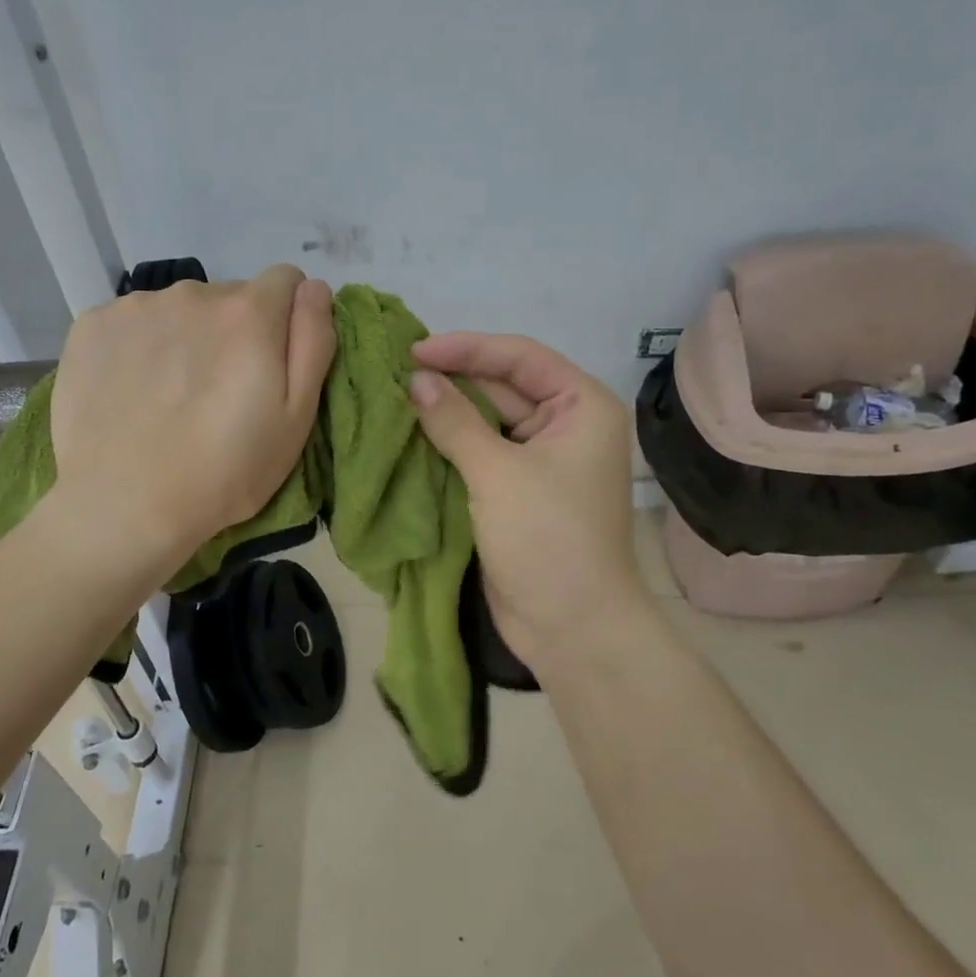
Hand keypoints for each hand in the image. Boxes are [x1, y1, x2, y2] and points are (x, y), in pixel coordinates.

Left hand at [48, 265, 335, 578]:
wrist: (124, 506)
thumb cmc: (224, 472)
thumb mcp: (296, 419)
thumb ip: (313, 341)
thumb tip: (315, 287)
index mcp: (248, 312)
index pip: (285, 281)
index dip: (285, 319)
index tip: (271, 363)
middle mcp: (192, 293)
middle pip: (229, 297)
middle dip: (233, 331)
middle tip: (218, 392)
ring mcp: (136, 306)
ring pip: (179, 309)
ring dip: (184, 336)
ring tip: (170, 395)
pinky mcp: (92, 325)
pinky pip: (132, 321)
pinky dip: (139, 345)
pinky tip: (131, 390)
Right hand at [409, 333, 644, 678]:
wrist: (571, 628)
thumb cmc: (547, 538)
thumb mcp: (497, 472)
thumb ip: (455, 420)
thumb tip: (415, 378)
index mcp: (581, 406)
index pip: (519, 357)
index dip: (466, 348)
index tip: (414, 351)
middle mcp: (564, 424)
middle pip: (502, 385)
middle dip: (452, 379)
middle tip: (395, 372)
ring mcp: (539, 458)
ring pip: (486, 420)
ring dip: (445, 411)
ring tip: (394, 396)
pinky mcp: (515, 488)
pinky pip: (479, 451)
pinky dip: (448, 443)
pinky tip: (409, 432)